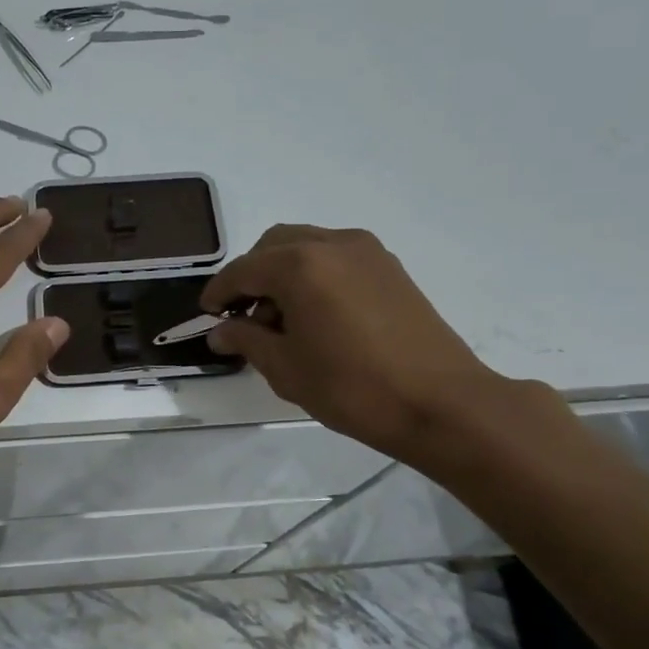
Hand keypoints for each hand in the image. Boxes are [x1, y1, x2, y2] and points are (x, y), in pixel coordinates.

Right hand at [202, 224, 503, 462]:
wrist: (442, 403)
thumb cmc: (353, 388)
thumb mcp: (286, 368)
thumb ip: (247, 340)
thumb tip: (221, 332)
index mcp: (299, 264)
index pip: (243, 270)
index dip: (219, 291)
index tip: (206, 313)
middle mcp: (331, 244)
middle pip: (274, 245)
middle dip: (251, 275)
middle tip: (243, 315)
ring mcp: (366, 252)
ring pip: (306, 246)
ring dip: (283, 272)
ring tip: (282, 320)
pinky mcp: (389, 267)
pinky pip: (335, 257)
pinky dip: (314, 274)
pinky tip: (316, 314)